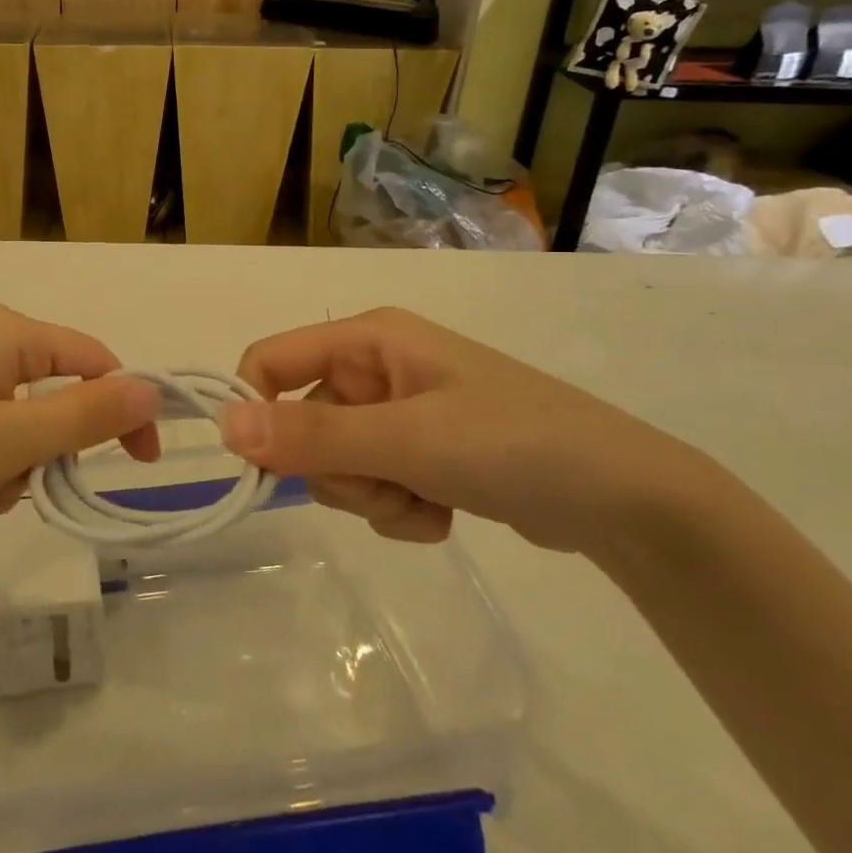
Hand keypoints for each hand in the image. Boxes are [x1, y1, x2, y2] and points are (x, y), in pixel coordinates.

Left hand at [0, 299, 160, 559]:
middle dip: (47, 448)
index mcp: (1, 328)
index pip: (92, 359)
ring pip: (16, 416)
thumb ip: (87, 416)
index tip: (140, 464)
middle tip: (16, 486)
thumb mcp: (8, 442)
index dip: (124, 408)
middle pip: (51, 390)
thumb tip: (151, 389)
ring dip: (12, 463)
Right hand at [219, 307, 722, 556]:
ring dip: (371, 495)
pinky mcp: (420, 454)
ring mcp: (398, 413)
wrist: (628, 501)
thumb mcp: (408, 440)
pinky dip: (397, 509)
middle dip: (337, 469)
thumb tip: (224, 427)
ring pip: (335, 464)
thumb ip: (313, 436)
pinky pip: (372, 486)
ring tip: (426, 498)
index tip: (264, 465)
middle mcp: (375, 369)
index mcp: (367, 339)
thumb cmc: (514, 444)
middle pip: (301, 423)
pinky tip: (444, 513)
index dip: (255, 409)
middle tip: (390, 482)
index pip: (270, 361)